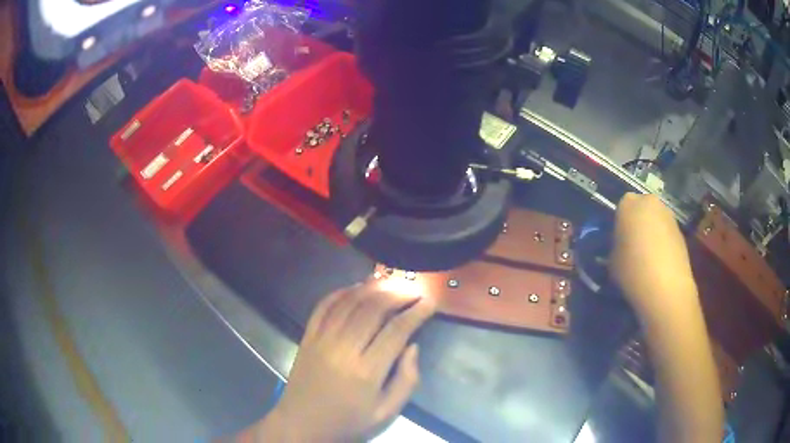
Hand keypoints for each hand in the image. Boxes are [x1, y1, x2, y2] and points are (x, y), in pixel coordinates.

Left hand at [251, 282, 435, 441]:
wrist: (303, 424)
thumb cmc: (349, 421)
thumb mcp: (386, 412)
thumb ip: (406, 380)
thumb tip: (412, 346)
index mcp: (367, 371)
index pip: (397, 331)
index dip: (416, 313)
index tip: (430, 303)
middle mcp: (344, 349)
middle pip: (373, 309)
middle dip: (397, 294)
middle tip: (413, 290)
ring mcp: (322, 339)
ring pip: (349, 302)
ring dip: (372, 288)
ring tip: (390, 283)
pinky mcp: (307, 336)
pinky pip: (323, 306)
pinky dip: (340, 292)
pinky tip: (355, 287)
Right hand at [610, 193, 696, 314]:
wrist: (666, 287)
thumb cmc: (633, 271)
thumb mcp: (612, 261)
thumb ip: (615, 247)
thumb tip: (620, 249)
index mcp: (628, 204)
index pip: (620, 207)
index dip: (619, 224)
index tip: (619, 241)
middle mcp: (649, 202)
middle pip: (640, 209)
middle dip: (637, 223)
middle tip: (632, 247)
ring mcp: (668, 214)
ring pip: (655, 220)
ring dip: (651, 232)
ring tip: (647, 257)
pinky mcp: (680, 230)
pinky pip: (666, 232)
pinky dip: (662, 242)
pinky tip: (659, 262)